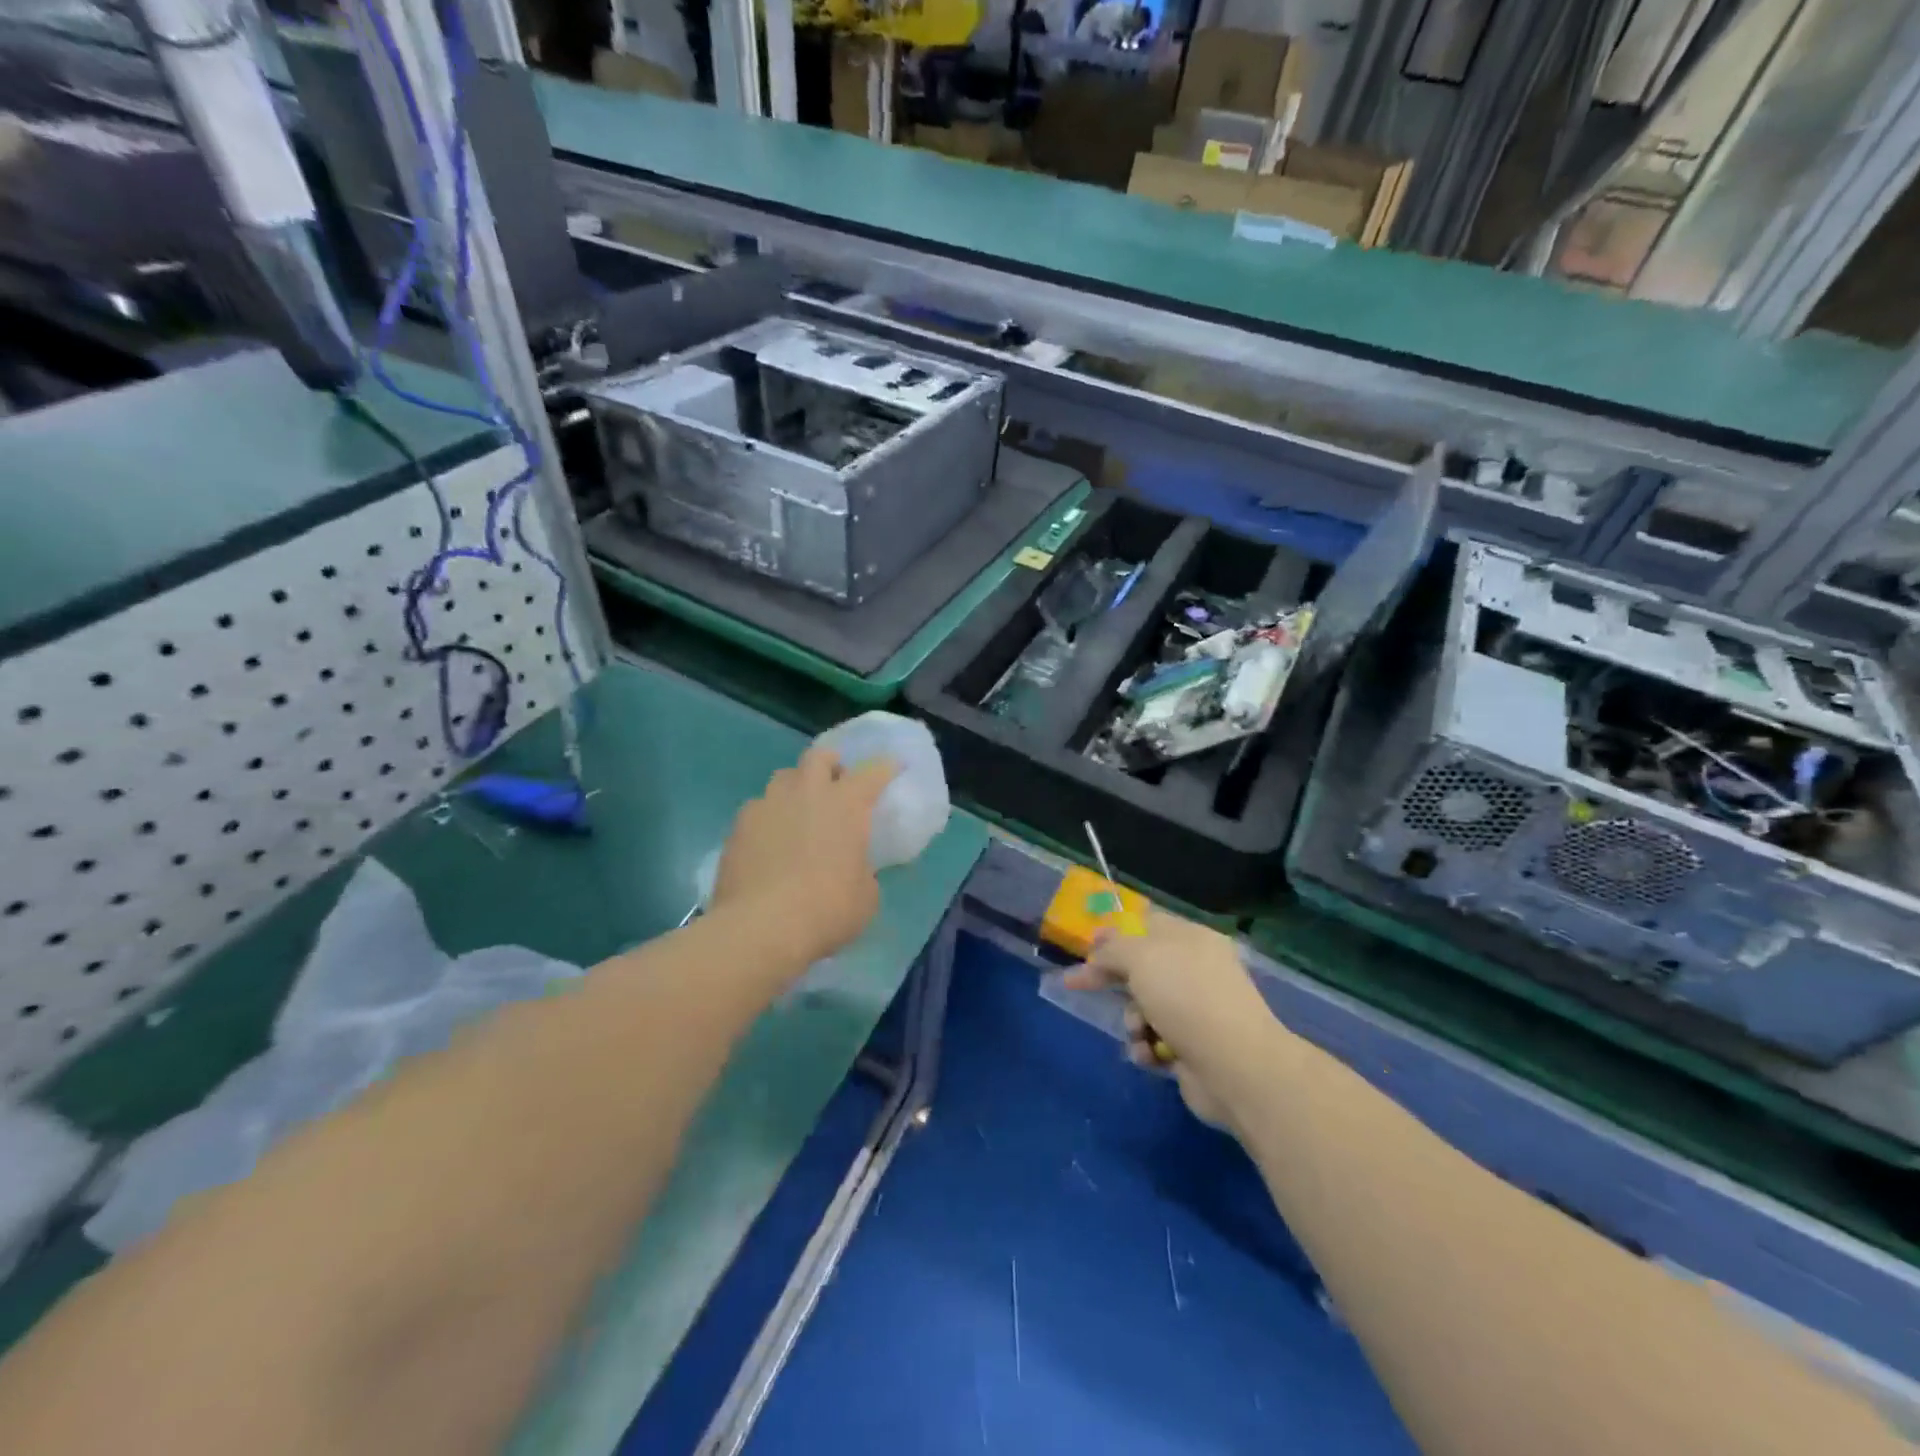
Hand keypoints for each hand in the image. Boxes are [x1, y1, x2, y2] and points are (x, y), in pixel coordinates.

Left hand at [712, 745, 898, 963]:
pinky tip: (769, 842)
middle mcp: (807, 793)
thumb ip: (863, 870)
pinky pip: (758, 810)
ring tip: (799, 812)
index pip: (872, 773)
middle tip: (836, 783)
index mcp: (846, 804)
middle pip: (819, 757)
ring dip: (796, 788)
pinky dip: (769, 819)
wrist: (760, 927)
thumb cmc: (827, 910)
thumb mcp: (866, 896)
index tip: (892, 766)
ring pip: (783, 778)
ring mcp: (767, 806)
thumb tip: (854, 868)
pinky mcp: (737, 827)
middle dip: (831, 764)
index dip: (885, 768)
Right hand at [1064, 909, 1284, 1131]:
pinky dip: (1146, 1047)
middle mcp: (1196, 971)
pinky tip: (1149, 1055)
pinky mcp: (1193, 1048)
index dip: (1115, 934)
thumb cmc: (1186, 998)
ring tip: (1138, 1031)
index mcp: (1191, 939)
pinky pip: (1155, 1041)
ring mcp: (1196, 1011)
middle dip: (1114, 980)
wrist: (1235, 1067)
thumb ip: (1113, 949)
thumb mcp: (1141, 957)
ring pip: (1144, 1007)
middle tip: (1080, 985)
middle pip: (1142, 968)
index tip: (1087, 947)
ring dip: (1131, 1020)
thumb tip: (1099, 954)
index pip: (1147, 925)